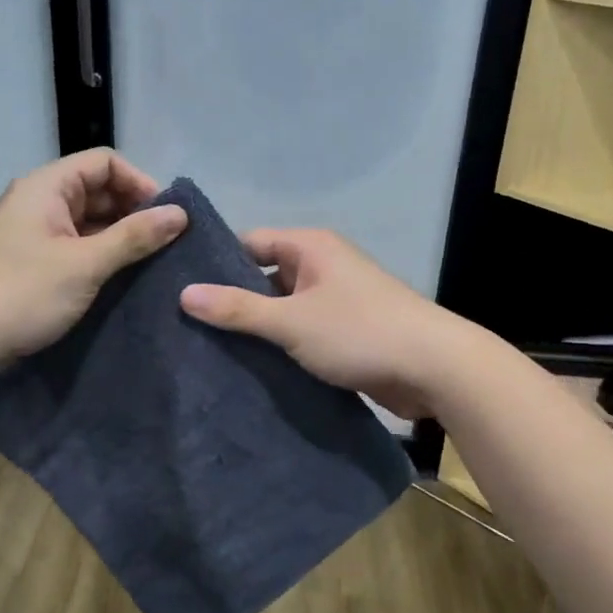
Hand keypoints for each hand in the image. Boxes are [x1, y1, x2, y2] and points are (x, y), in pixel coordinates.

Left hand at [0, 150, 186, 370]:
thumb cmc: (24, 292)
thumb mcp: (86, 263)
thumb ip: (134, 236)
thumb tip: (181, 213)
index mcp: (46, 186)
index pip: (104, 162)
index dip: (139, 182)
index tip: (165, 216)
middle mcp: (39, 200)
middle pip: (97, 189)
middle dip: (133, 211)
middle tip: (164, 242)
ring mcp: (34, 232)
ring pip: (88, 220)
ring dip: (119, 236)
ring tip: (150, 261)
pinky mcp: (33, 260)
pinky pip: (77, 244)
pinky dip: (101, 254)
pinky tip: (122, 275)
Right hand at [179, 229, 452, 419]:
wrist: (434, 369)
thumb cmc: (359, 332)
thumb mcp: (291, 321)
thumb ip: (238, 309)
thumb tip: (185, 294)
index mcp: (309, 247)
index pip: (248, 243)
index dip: (215, 265)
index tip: (178, 290)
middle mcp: (321, 266)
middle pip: (263, 276)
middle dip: (232, 301)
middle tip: (185, 326)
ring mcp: (334, 300)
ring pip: (281, 309)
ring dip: (256, 329)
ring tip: (207, 350)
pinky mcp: (344, 333)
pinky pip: (300, 332)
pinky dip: (279, 346)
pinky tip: (248, 368)